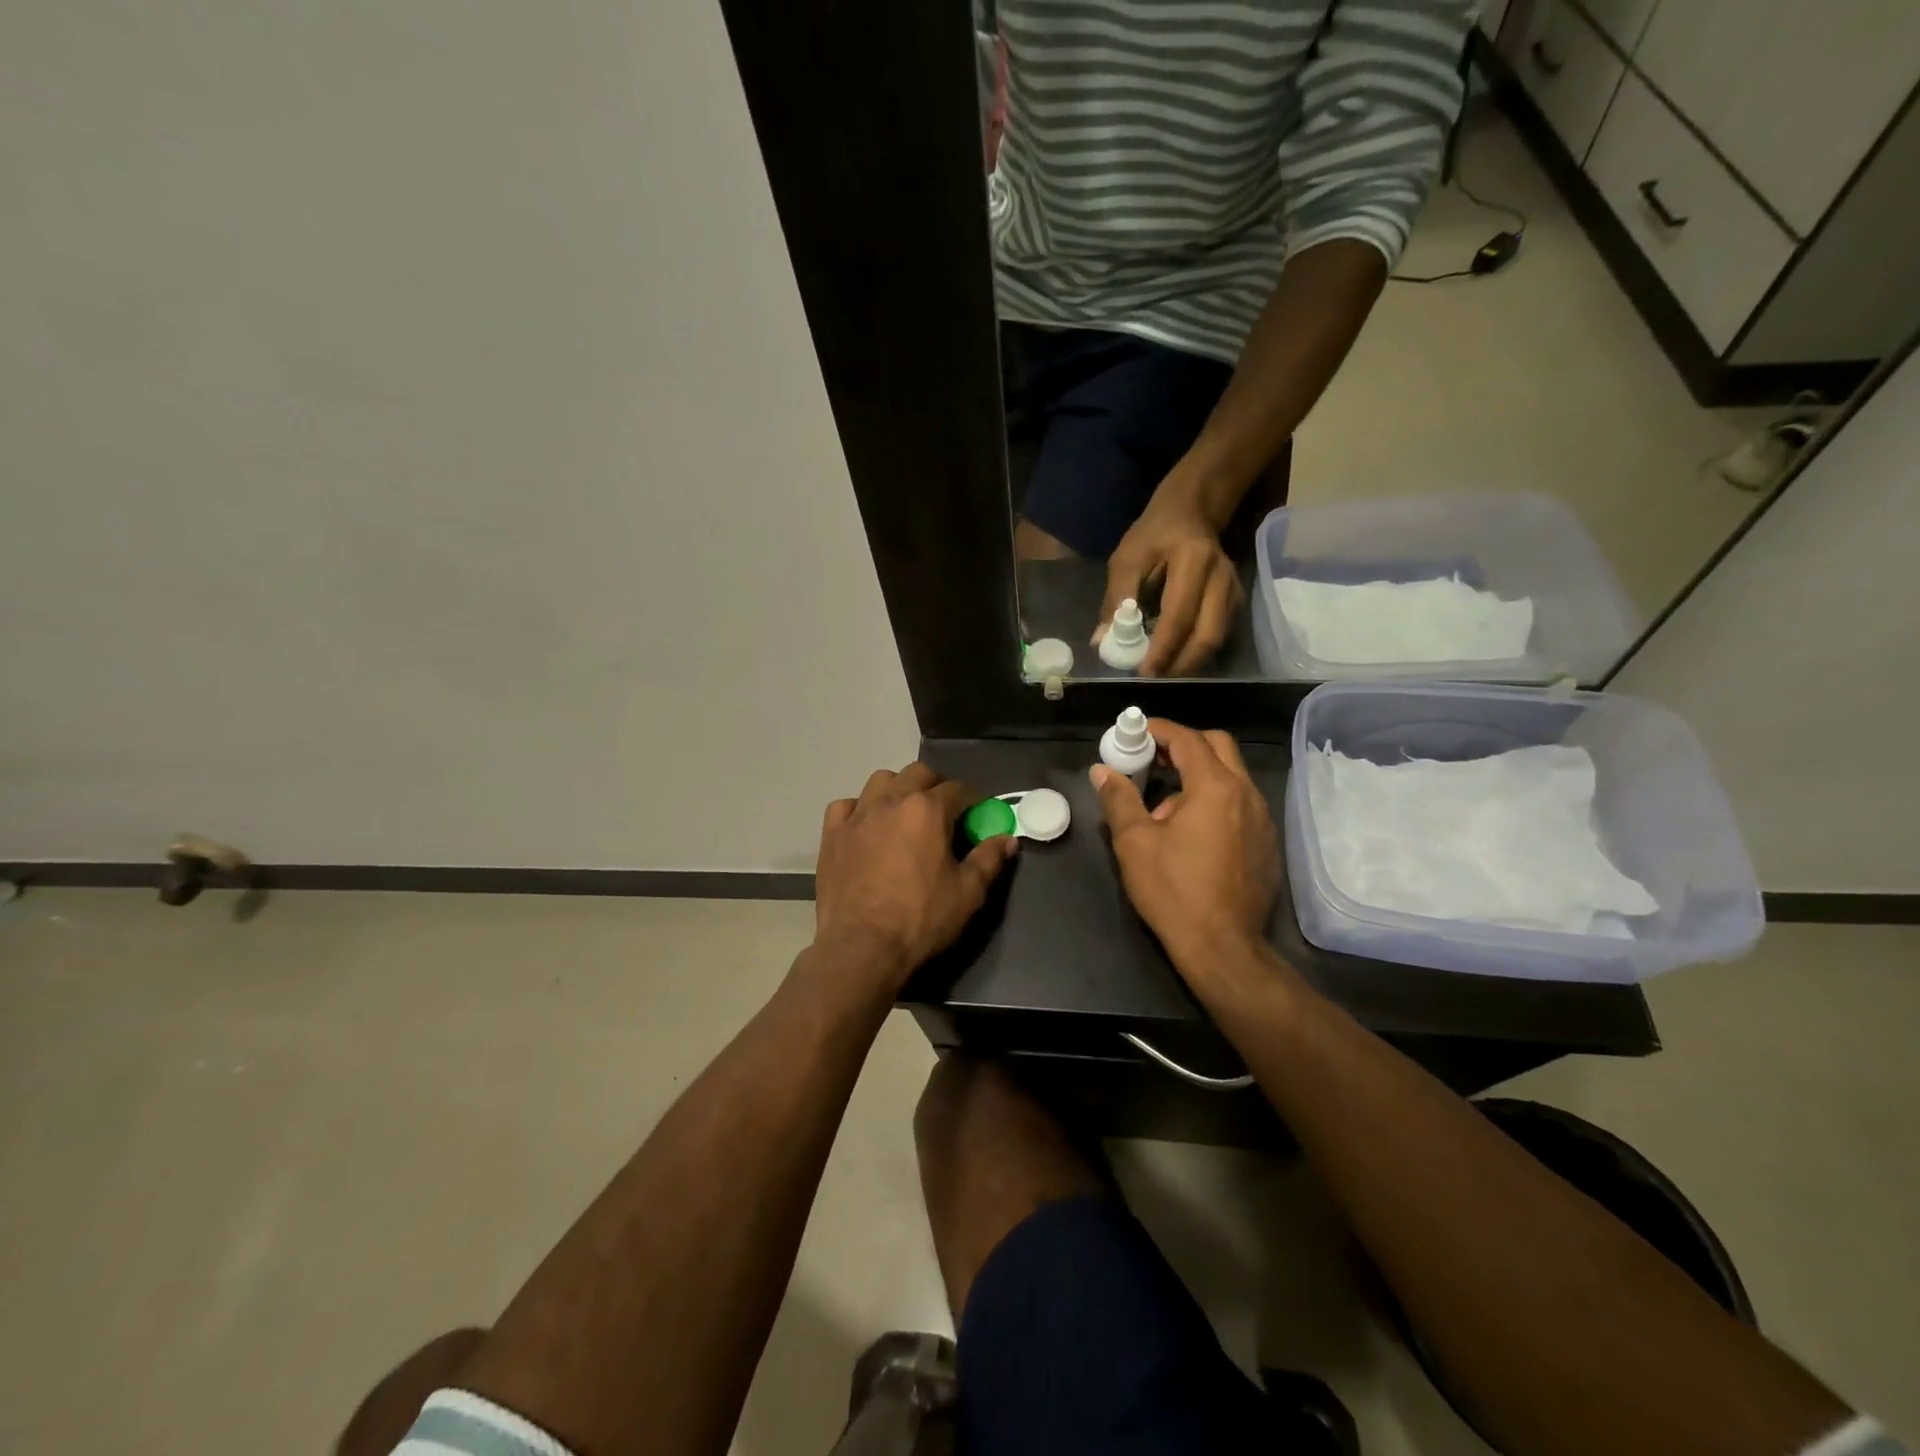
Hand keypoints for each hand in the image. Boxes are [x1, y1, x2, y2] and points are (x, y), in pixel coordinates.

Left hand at [814, 763, 1017, 984]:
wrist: (862, 948)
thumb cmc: (920, 919)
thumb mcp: (968, 893)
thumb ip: (989, 859)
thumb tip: (1008, 839)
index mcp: (927, 810)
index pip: (958, 789)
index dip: (973, 800)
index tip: (978, 814)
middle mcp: (891, 800)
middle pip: (918, 773)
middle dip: (936, 786)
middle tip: (944, 814)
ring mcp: (857, 815)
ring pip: (881, 781)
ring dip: (898, 790)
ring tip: (904, 815)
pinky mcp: (831, 833)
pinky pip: (846, 805)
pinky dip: (859, 809)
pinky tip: (867, 828)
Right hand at [1090, 720, 1278, 974]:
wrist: (1223, 947)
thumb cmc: (1174, 890)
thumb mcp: (1134, 842)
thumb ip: (1119, 799)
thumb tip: (1103, 771)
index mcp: (1215, 787)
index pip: (1188, 739)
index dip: (1158, 729)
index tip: (1134, 731)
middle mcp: (1246, 794)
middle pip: (1218, 747)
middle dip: (1184, 745)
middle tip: (1153, 758)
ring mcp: (1262, 819)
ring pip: (1231, 776)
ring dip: (1198, 775)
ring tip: (1164, 806)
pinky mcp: (1266, 843)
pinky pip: (1239, 804)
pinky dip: (1214, 800)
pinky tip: (1191, 832)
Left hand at [1098, 489, 1243, 676]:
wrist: (1191, 512)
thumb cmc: (1154, 534)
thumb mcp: (1126, 558)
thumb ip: (1116, 598)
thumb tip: (1102, 641)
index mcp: (1194, 561)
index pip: (1180, 615)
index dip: (1162, 649)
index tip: (1143, 673)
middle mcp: (1222, 578)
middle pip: (1207, 636)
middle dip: (1180, 665)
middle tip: (1153, 681)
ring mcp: (1234, 591)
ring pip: (1216, 641)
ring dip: (1189, 664)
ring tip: (1161, 674)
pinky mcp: (1235, 602)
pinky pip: (1218, 636)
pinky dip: (1196, 653)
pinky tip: (1174, 660)